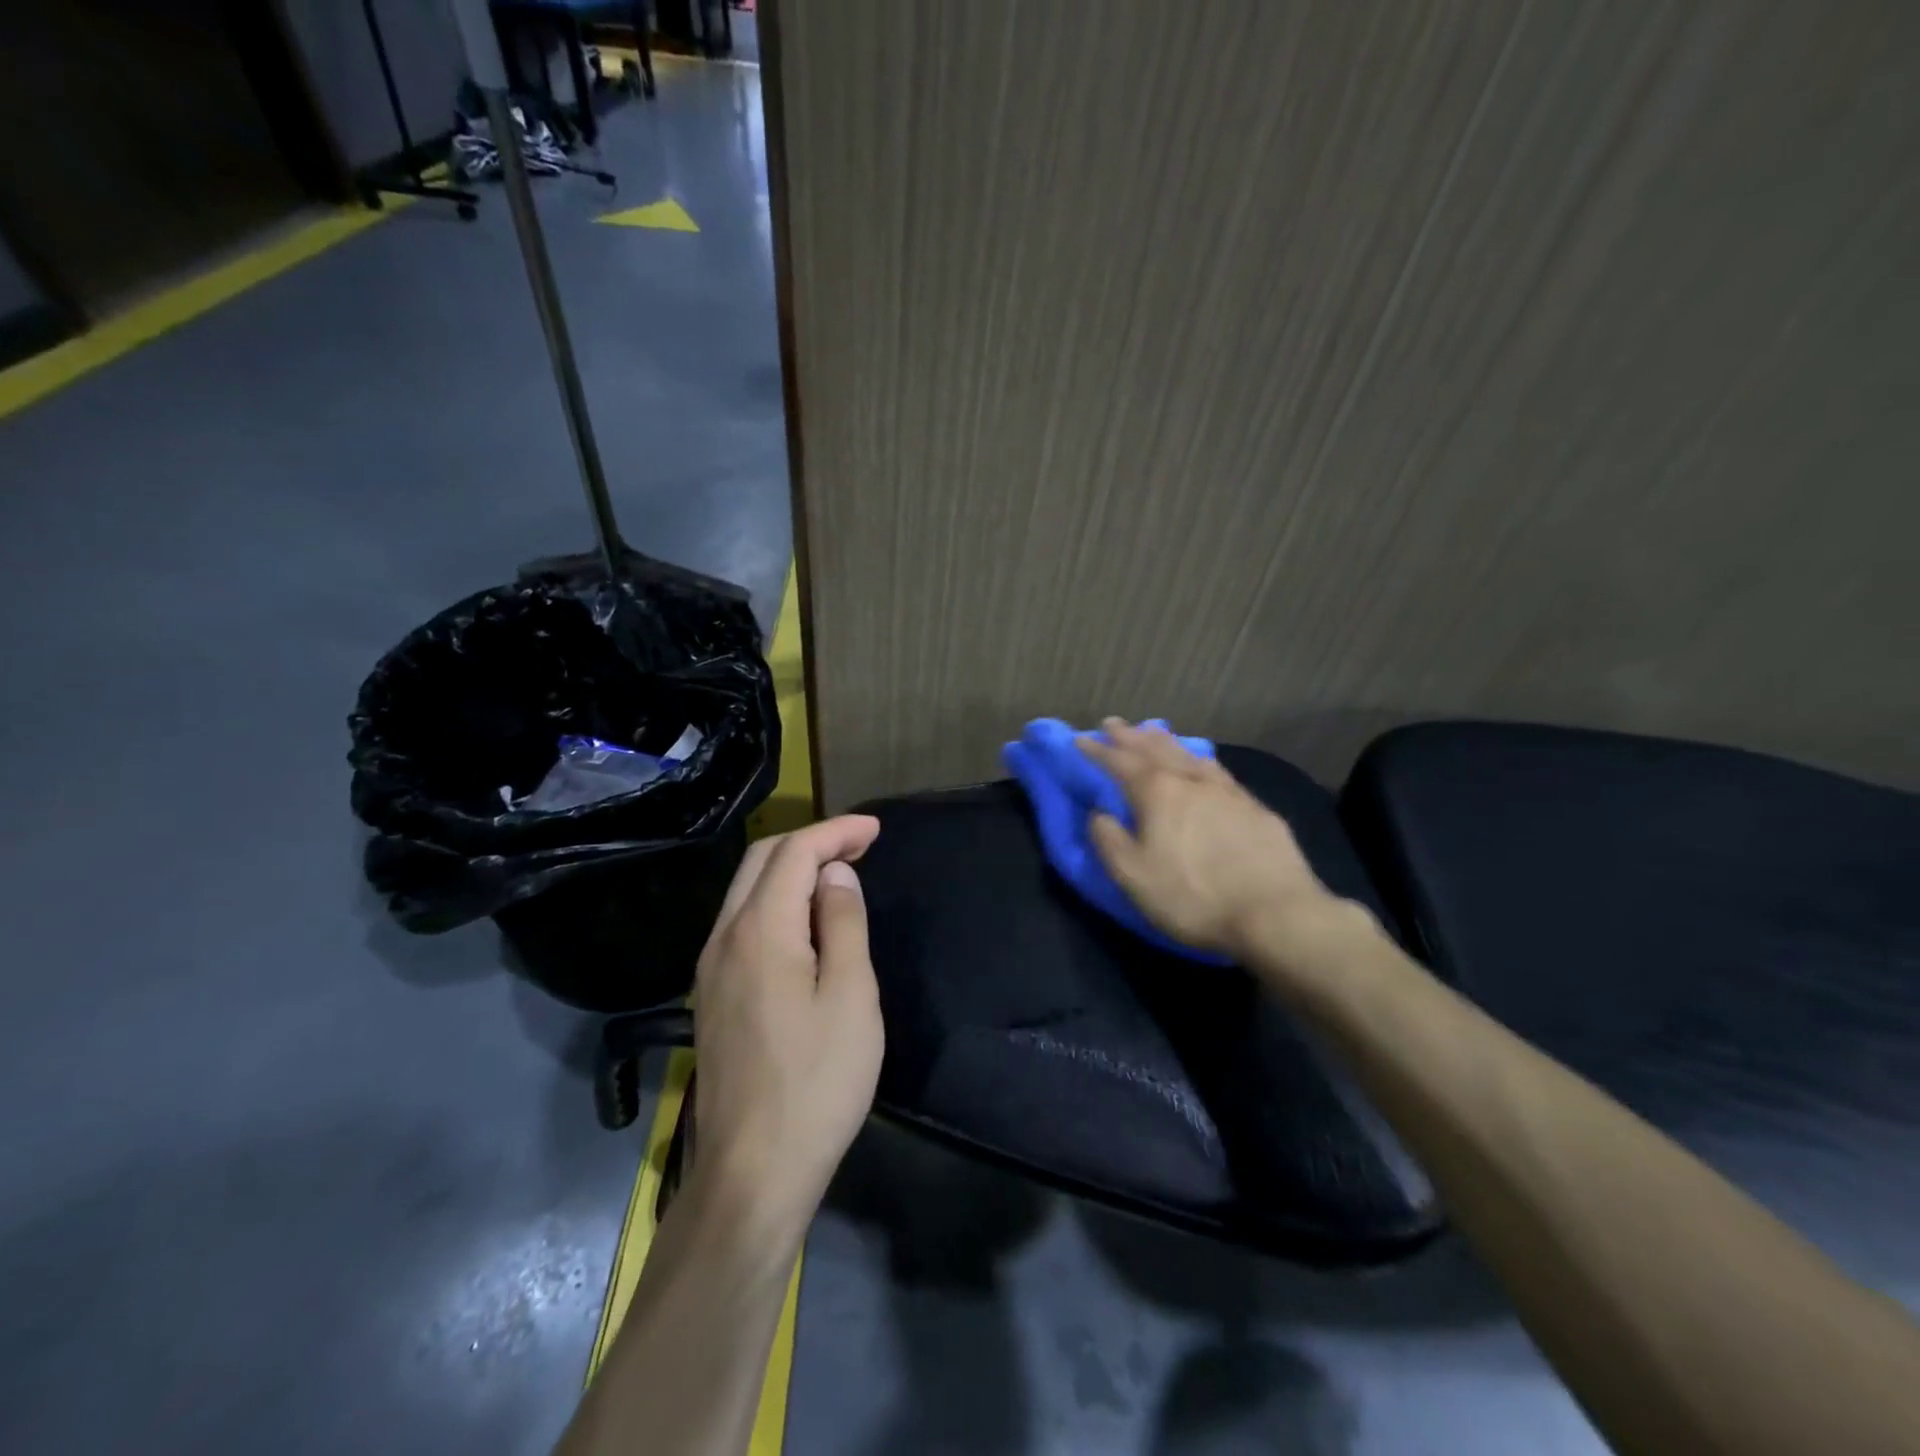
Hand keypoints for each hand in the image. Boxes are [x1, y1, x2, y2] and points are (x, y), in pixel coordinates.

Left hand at [687, 815, 883, 1244]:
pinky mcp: (711, 995)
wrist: (753, 1170)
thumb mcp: (851, 997)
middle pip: (762, 861)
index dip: (836, 832)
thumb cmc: (817, 1082)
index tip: (875, 831)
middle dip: (811, 842)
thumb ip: (844, 924)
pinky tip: (806, 923)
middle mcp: (724, 937)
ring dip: (791, 870)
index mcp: (760, 931)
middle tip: (860, 848)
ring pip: (746, 890)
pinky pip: (742, 922)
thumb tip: (835, 876)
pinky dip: (776, 901)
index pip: (795, 853)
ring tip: (838, 878)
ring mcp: (710, 968)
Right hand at [1080, 719, 1350, 966]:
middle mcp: (1190, 781)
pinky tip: (1202, 762)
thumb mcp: (1133, 876)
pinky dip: (1199, 759)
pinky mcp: (1255, 807)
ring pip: (1189, 754)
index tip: (1079, 740)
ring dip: (1165, 741)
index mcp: (1157, 793)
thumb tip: (1099, 813)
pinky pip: (1217, 770)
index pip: (1119, 762)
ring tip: (1153, 730)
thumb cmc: (1193, 896)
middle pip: (1155, 749)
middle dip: (1130, 736)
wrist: (1275, 912)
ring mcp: (1227, 791)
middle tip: (1112, 723)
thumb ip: (1109, 840)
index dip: (1097, 751)